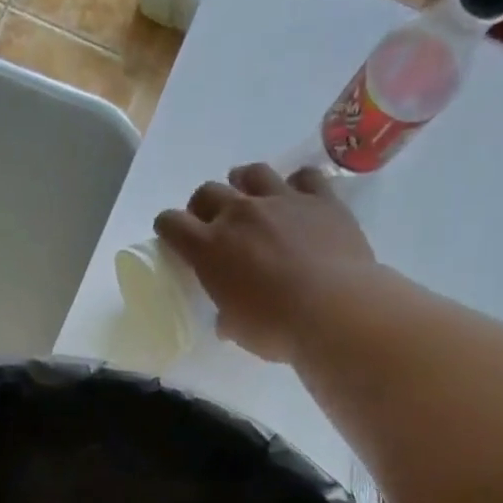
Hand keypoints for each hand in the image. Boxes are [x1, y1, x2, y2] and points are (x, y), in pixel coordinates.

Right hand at [154, 163, 377, 363]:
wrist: (334, 310)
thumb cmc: (275, 327)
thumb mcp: (237, 329)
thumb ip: (227, 316)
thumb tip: (227, 319)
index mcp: (209, 248)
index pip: (172, 223)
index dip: (167, 227)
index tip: (171, 235)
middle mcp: (240, 214)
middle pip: (208, 192)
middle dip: (203, 206)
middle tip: (211, 223)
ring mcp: (282, 201)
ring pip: (253, 173)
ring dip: (244, 183)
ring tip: (250, 197)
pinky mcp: (322, 199)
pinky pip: (304, 176)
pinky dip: (296, 184)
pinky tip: (298, 197)